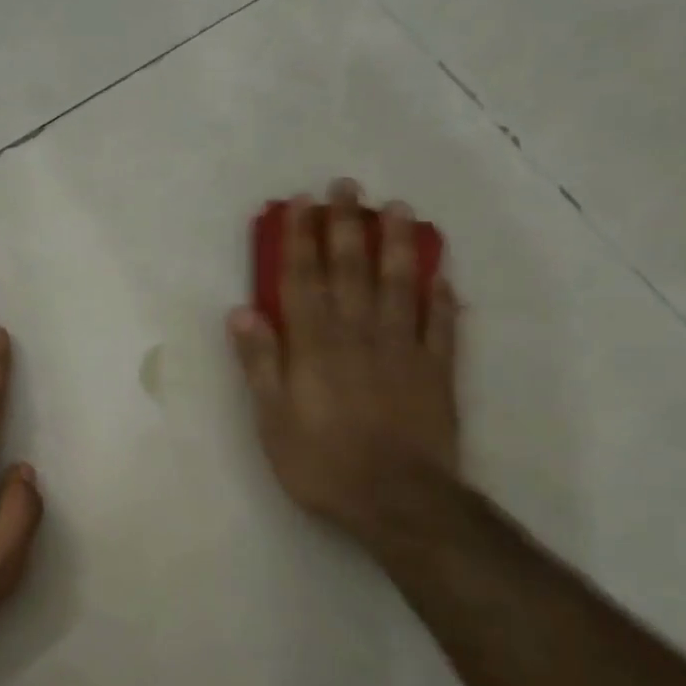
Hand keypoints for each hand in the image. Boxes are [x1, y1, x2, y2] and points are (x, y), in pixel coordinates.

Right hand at [228, 180, 460, 538]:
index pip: (303, 280)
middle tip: (347, 186)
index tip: (300, 204)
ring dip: (398, 244)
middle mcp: (358, 334)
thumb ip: (260, 363)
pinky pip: (442, 324)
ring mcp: (404, 349)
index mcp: (315, 346)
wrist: (396, 499)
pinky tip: (442, 274)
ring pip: (400, 285)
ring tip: (399, 209)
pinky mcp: (437, 370)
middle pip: (351, 270)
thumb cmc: (322, 463)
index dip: (300, 239)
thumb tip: (242, 311)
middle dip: (346, 225)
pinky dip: (442, 296)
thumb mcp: (272, 420)